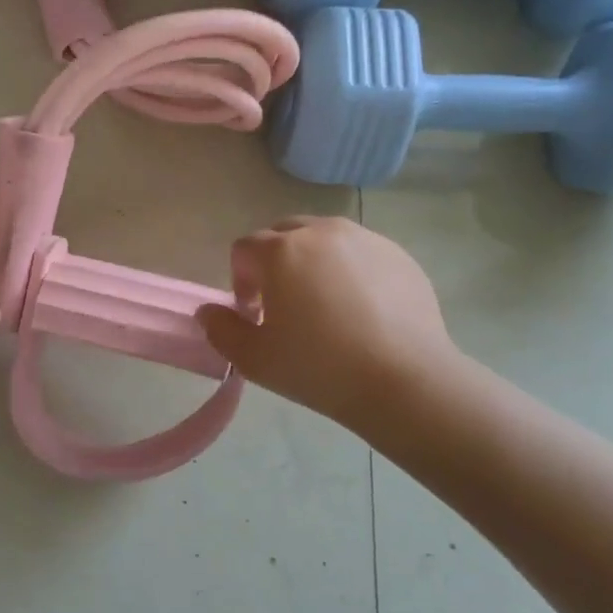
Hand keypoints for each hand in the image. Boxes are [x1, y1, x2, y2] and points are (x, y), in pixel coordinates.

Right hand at [196, 216, 463, 424]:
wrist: (404, 380)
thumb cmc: (318, 368)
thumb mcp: (254, 359)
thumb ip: (221, 330)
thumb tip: (209, 312)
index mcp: (281, 251)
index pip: (244, 248)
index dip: (240, 280)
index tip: (253, 313)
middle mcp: (322, 232)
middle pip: (283, 234)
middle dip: (274, 263)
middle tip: (284, 305)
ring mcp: (365, 239)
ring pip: (324, 239)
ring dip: (312, 262)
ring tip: (325, 305)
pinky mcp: (399, 254)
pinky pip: (360, 253)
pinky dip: (350, 271)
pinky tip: (362, 311)